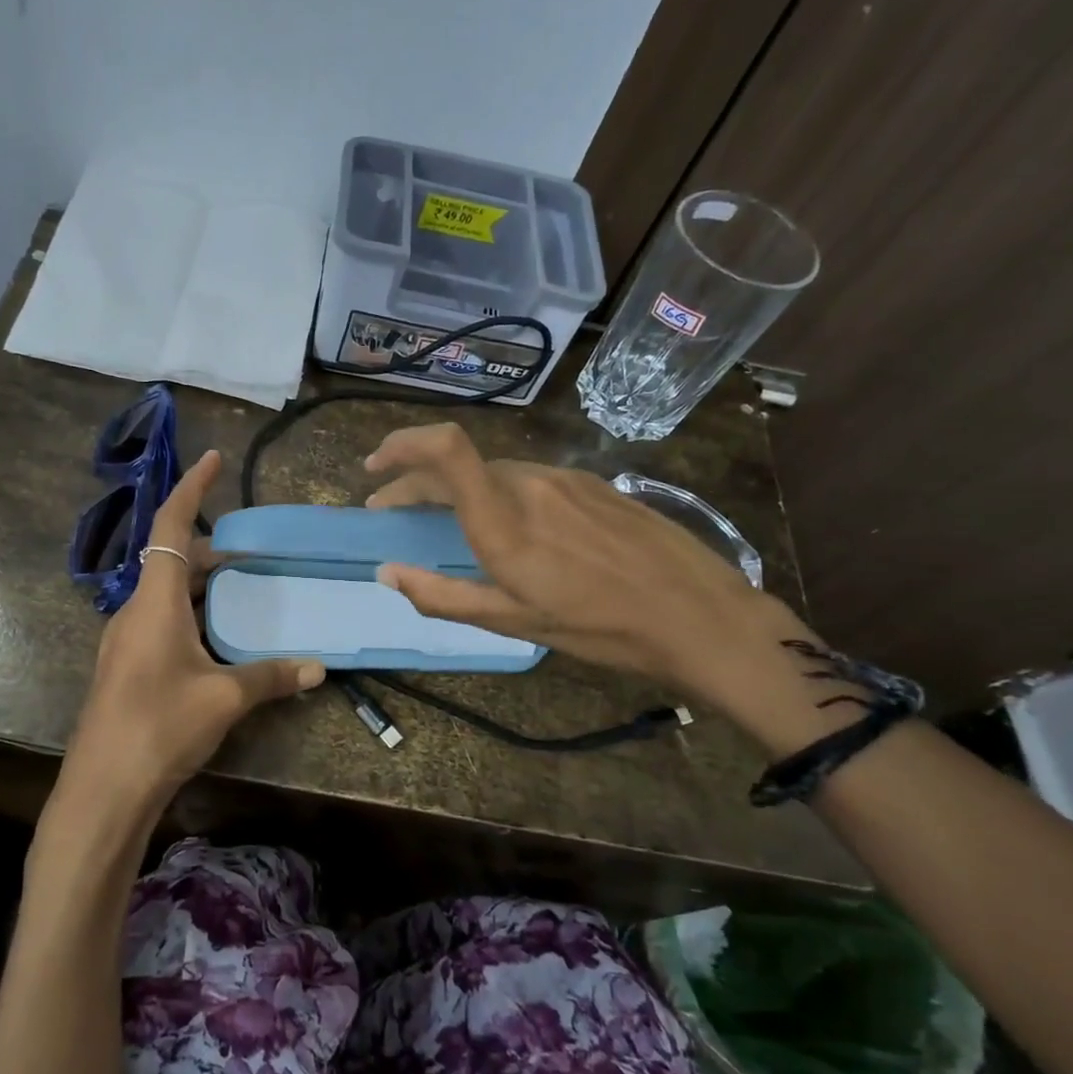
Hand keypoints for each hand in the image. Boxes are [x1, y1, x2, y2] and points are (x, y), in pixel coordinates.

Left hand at [56, 450, 324, 832]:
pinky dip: (192, 615)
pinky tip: (218, 640)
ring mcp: (125, 640)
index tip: (213, 458)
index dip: (191, 488)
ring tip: (243, 592)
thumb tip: (317, 668)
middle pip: (172, 561)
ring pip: (167, 595)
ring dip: (202, 586)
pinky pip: (161, 622)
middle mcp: (134, 611)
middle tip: (254, 553)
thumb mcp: (224, 698)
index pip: (170, 526)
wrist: (104, 788)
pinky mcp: (126, 667)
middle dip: (211, 550)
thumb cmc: (160, 727)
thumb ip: (270, 676)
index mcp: (153, 601)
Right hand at [364, 423, 811, 708]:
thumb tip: (387, 573)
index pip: (445, 450)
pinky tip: (506, 521)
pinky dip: (496, 490)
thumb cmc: (598, 627)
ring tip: (444, 519)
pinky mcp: (591, 482)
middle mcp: (530, 484)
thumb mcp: (513, 622)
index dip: (402, 445)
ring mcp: (564, 478)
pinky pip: (527, 477)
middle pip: (457, 462)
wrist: (698, 613)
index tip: (374, 469)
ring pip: (492, 470)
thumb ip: (442, 595)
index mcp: (504, 521)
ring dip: (456, 487)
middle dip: (414, 480)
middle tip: (391, 510)